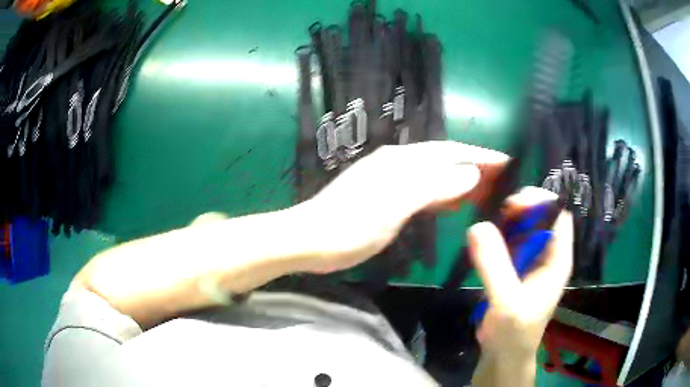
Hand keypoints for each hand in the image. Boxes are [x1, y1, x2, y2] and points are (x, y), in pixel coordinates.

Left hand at [298, 141, 507, 272]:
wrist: (310, 240)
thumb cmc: (350, 226)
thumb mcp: (395, 205)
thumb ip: (433, 186)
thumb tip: (470, 174)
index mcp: (402, 160)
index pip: (451, 152)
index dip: (480, 156)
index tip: (506, 162)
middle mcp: (397, 162)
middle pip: (444, 160)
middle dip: (474, 167)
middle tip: (501, 180)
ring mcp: (389, 178)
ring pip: (435, 174)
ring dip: (460, 180)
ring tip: (484, 191)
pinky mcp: (384, 195)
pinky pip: (423, 189)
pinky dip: (442, 193)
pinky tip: (450, 202)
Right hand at [468, 187, 573, 356]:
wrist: (504, 355)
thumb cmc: (514, 332)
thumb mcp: (506, 302)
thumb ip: (494, 266)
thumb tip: (477, 226)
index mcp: (557, 259)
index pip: (559, 215)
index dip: (541, 201)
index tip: (514, 204)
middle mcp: (547, 254)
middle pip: (541, 215)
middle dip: (521, 208)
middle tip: (498, 212)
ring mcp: (530, 260)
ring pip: (523, 226)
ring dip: (507, 221)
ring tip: (487, 225)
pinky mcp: (515, 268)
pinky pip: (509, 241)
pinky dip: (497, 235)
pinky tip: (483, 240)